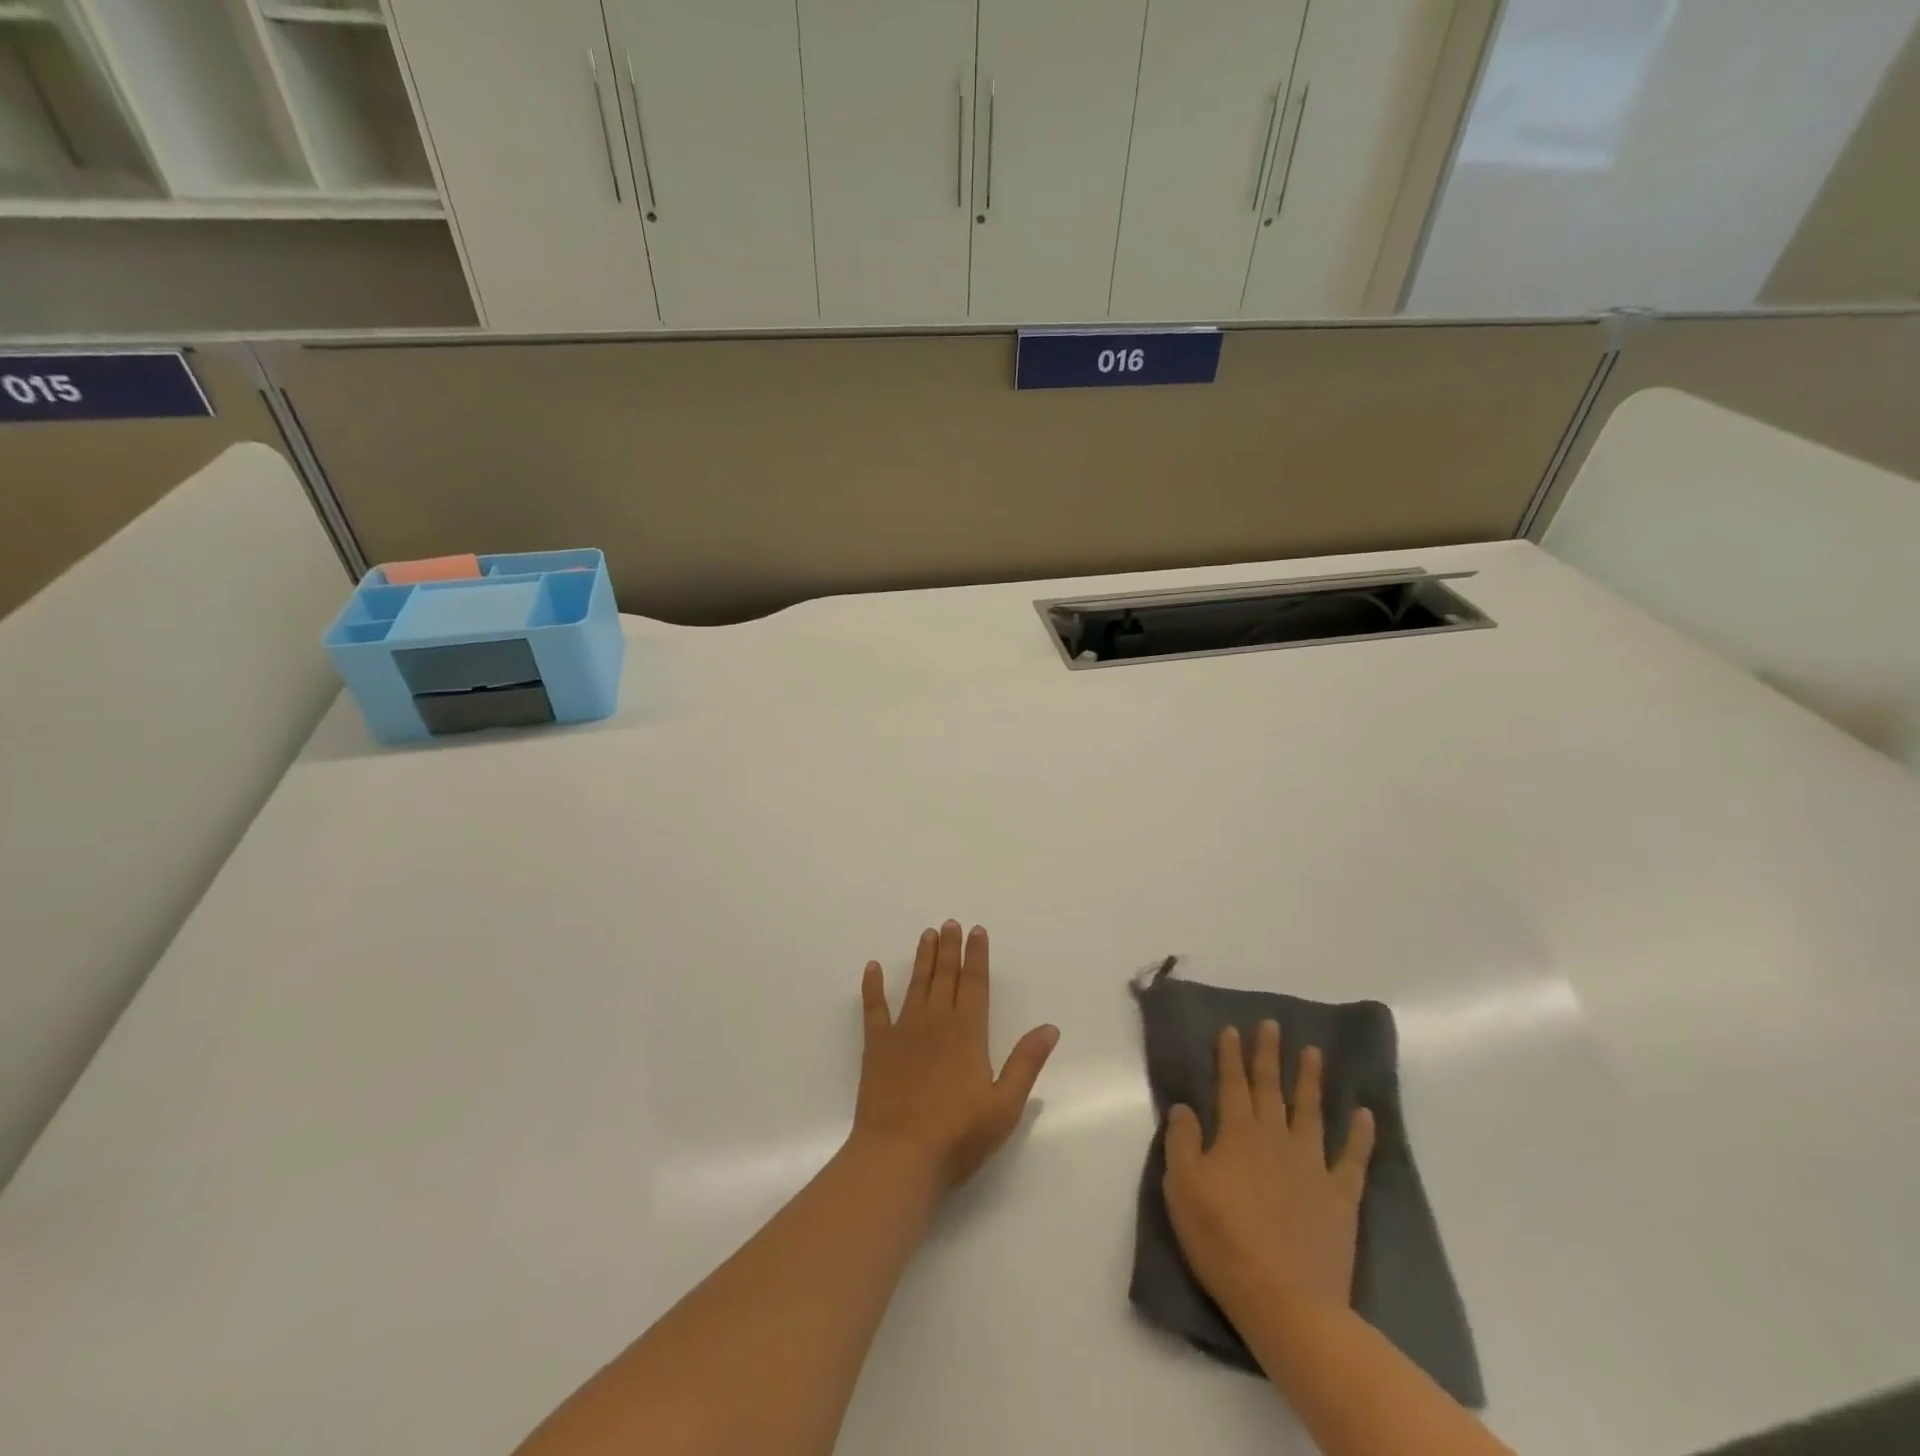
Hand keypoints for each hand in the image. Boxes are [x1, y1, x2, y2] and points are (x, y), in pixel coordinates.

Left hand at [852, 921, 1059, 1189]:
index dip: (977, 956)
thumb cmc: (957, 1135)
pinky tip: (872, 968)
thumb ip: (1026, 1063)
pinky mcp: (876, 1046)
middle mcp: (936, 1022)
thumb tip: (1049, 1027)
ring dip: (922, 958)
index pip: (975, 984)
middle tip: (951, 923)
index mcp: (968, 1033)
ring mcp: (903, 1031)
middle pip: (945, 976)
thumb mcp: (1004, 1105)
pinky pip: (874, 1008)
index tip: (977, 931)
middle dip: (950, 948)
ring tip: (927, 934)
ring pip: (916, 984)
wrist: (898, 1156)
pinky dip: (873, 987)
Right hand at [1164, 1021, 1375, 1317]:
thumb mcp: (1182, 1188)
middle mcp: (1275, 1139)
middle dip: (1269, 1055)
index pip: (1231, 1085)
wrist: (1285, 1300)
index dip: (1230, 1056)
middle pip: (1270, 1089)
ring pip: (1310, 1112)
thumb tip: (1184, 1107)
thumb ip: (1182, 1142)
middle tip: (1272, 1025)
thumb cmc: (1223, 1240)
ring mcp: (1312, 1166)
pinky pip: (1352, 1159)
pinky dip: (1360, 1136)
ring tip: (1314, 1053)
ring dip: (1311, 1080)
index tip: (1232, 1029)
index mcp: (1237, 1135)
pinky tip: (1365, 1115)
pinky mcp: (1340, 1198)